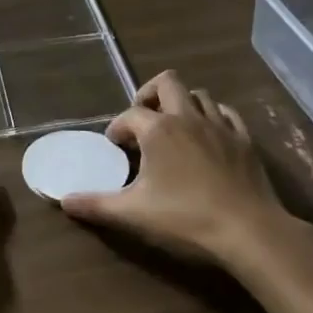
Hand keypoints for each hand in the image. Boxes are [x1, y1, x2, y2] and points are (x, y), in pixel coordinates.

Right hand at [61, 72, 311, 270]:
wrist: (248, 230)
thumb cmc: (185, 217)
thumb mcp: (133, 213)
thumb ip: (96, 205)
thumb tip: (64, 201)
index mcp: (159, 129)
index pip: (130, 114)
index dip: (117, 127)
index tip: (114, 145)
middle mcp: (188, 117)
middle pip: (168, 83)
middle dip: (150, 94)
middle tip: (143, 119)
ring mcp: (220, 126)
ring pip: (200, 95)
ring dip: (182, 103)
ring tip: (174, 127)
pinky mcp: (245, 141)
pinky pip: (227, 113)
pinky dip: (213, 116)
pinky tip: (208, 136)